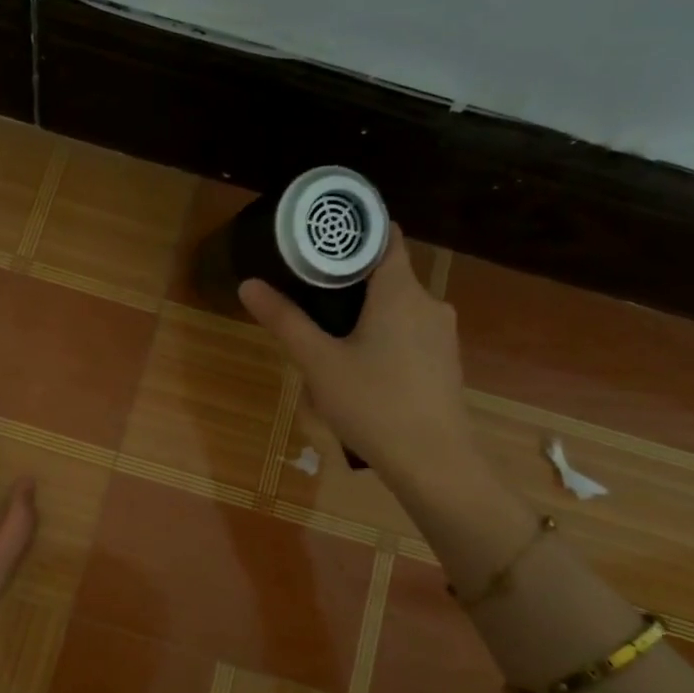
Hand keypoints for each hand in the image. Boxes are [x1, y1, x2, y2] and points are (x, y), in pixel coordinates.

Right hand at [238, 234, 478, 486]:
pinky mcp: (444, 363)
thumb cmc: (373, 403)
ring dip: (367, 313)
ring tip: (329, 333)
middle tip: (309, 290)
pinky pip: (410, 334)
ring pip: (398, 308)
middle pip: (388, 274)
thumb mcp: (319, 362)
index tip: (322, 237)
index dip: (356, 231)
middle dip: (351, 280)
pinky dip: (385, 336)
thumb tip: (248, 284)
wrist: (433, 462)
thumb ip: (285, 320)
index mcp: (400, 291)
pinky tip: (361, 367)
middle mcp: (429, 303)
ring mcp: (442, 335)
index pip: (386, 236)